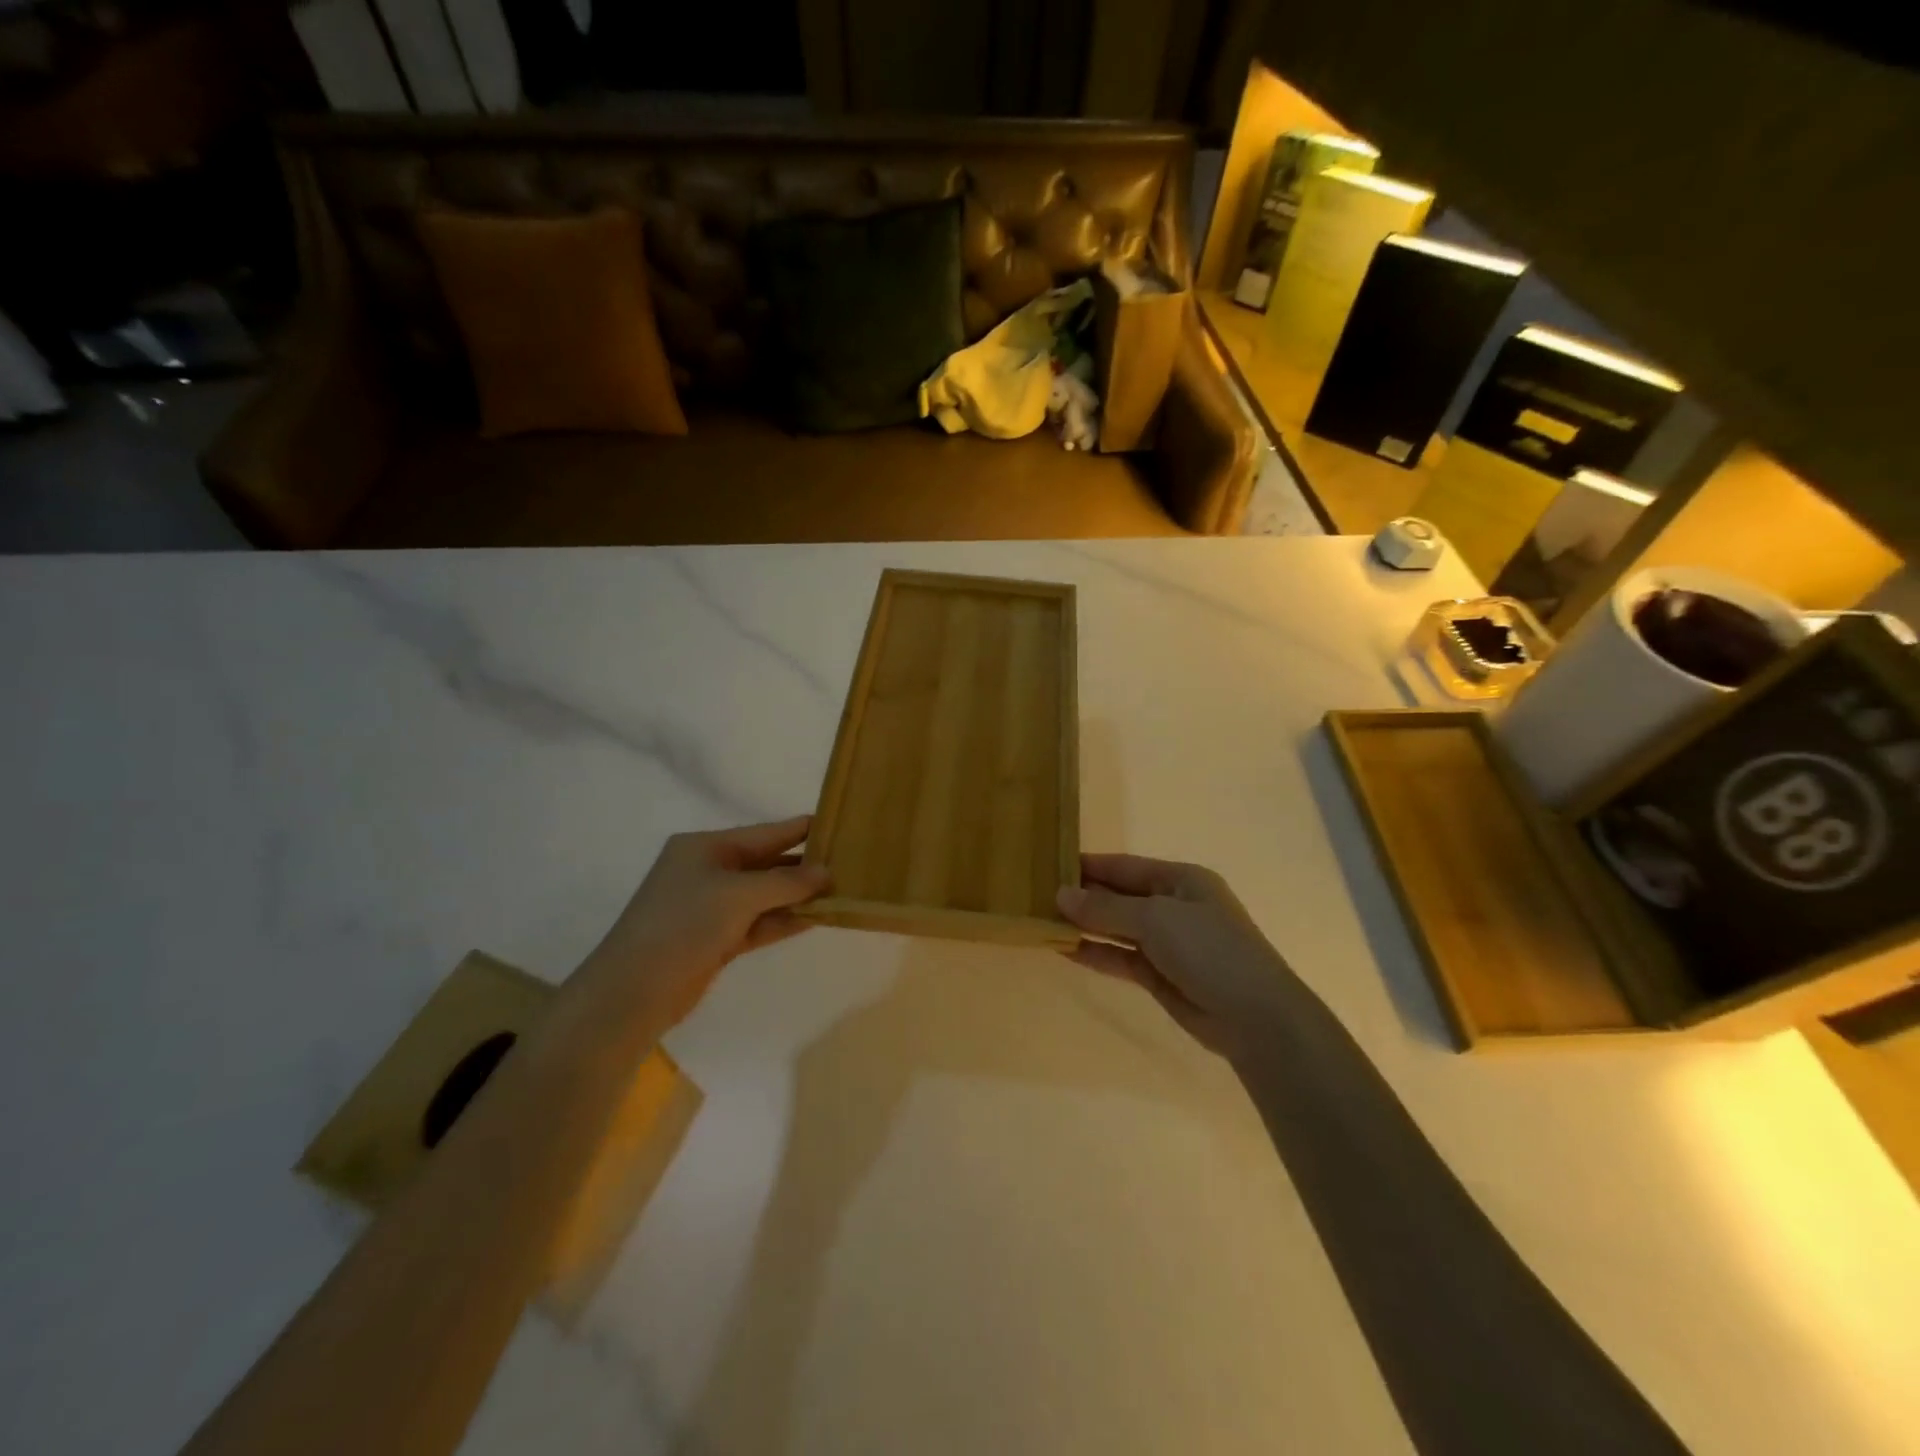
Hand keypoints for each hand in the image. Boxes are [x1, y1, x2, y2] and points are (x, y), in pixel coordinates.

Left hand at [582, 816, 829, 1026]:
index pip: (764, 832)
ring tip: (842, 890)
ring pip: (765, 895)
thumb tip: (826, 872)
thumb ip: (786, 882)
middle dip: (804, 865)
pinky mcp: (716, 939)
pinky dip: (785, 920)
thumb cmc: (683, 925)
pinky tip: (818, 918)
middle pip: (766, 863)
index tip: (839, 824)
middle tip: (850, 862)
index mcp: (705, 847)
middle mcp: (708, 871)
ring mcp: (711, 907)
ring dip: (799, 896)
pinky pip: (759, 922)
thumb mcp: (738, 895)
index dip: (800, 829)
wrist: (633, 991)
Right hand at [1057, 854, 1297, 1056]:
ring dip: (1085, 926)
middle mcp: (1173, 906)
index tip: (1051, 864)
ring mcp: (1167, 943)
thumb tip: (1061, 895)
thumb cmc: (1209, 949)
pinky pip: (1120, 958)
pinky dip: (1095, 953)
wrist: (1255, 1017)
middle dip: (1083, 897)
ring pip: (1117, 928)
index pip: (1125, 866)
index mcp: (1181, 880)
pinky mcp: (1160, 975)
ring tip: (1042, 921)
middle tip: (1037, 895)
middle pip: (1119, 896)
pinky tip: (1064, 950)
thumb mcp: (1156, 918)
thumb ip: (1106, 907)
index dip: (1089, 865)